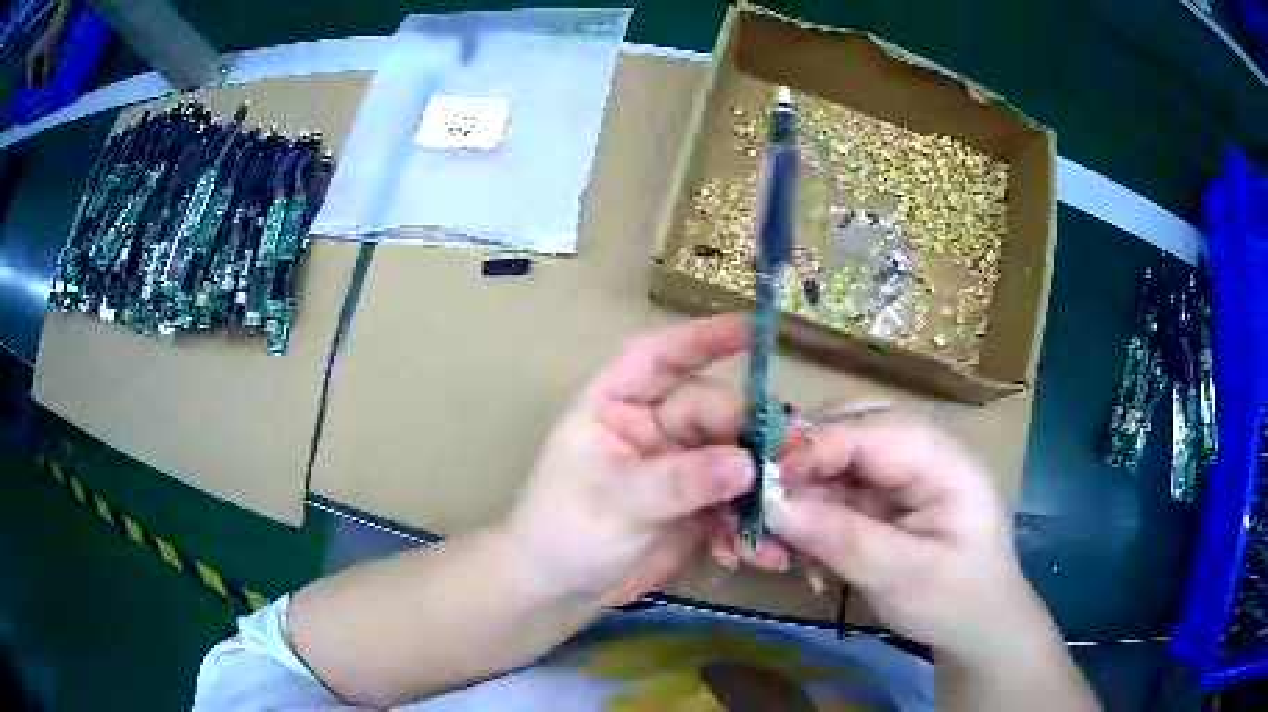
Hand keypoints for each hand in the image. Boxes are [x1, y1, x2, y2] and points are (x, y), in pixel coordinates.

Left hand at [502, 314, 762, 606]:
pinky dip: (755, 517)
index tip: (755, 329)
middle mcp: (655, 424)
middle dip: (749, 427)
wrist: (563, 590)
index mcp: (617, 404)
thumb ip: (677, 480)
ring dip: (764, 472)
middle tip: (788, 451)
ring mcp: (683, 464)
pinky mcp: (703, 503)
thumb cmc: (563, 531)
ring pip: (736, 451)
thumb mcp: (612, 501)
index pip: (658, 357)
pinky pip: (739, 499)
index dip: (704, 338)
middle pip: (712, 408)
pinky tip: (767, 544)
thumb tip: (746, 463)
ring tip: (792, 489)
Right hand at [768, 412, 1050, 664]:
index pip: (871, 429)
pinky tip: (790, 548)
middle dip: (799, 462)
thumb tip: (772, 508)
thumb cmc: (957, 601)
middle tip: (757, 502)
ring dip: (796, 494)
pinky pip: (833, 491)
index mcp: (943, 459)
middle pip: (848, 428)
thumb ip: (844, 539)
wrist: (977, 629)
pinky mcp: (882, 499)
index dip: (812, 445)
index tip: (757, 479)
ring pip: (833, 459)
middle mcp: (919, 452)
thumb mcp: (906, 576)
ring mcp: (899, 475)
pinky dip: (806, 516)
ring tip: (768, 537)